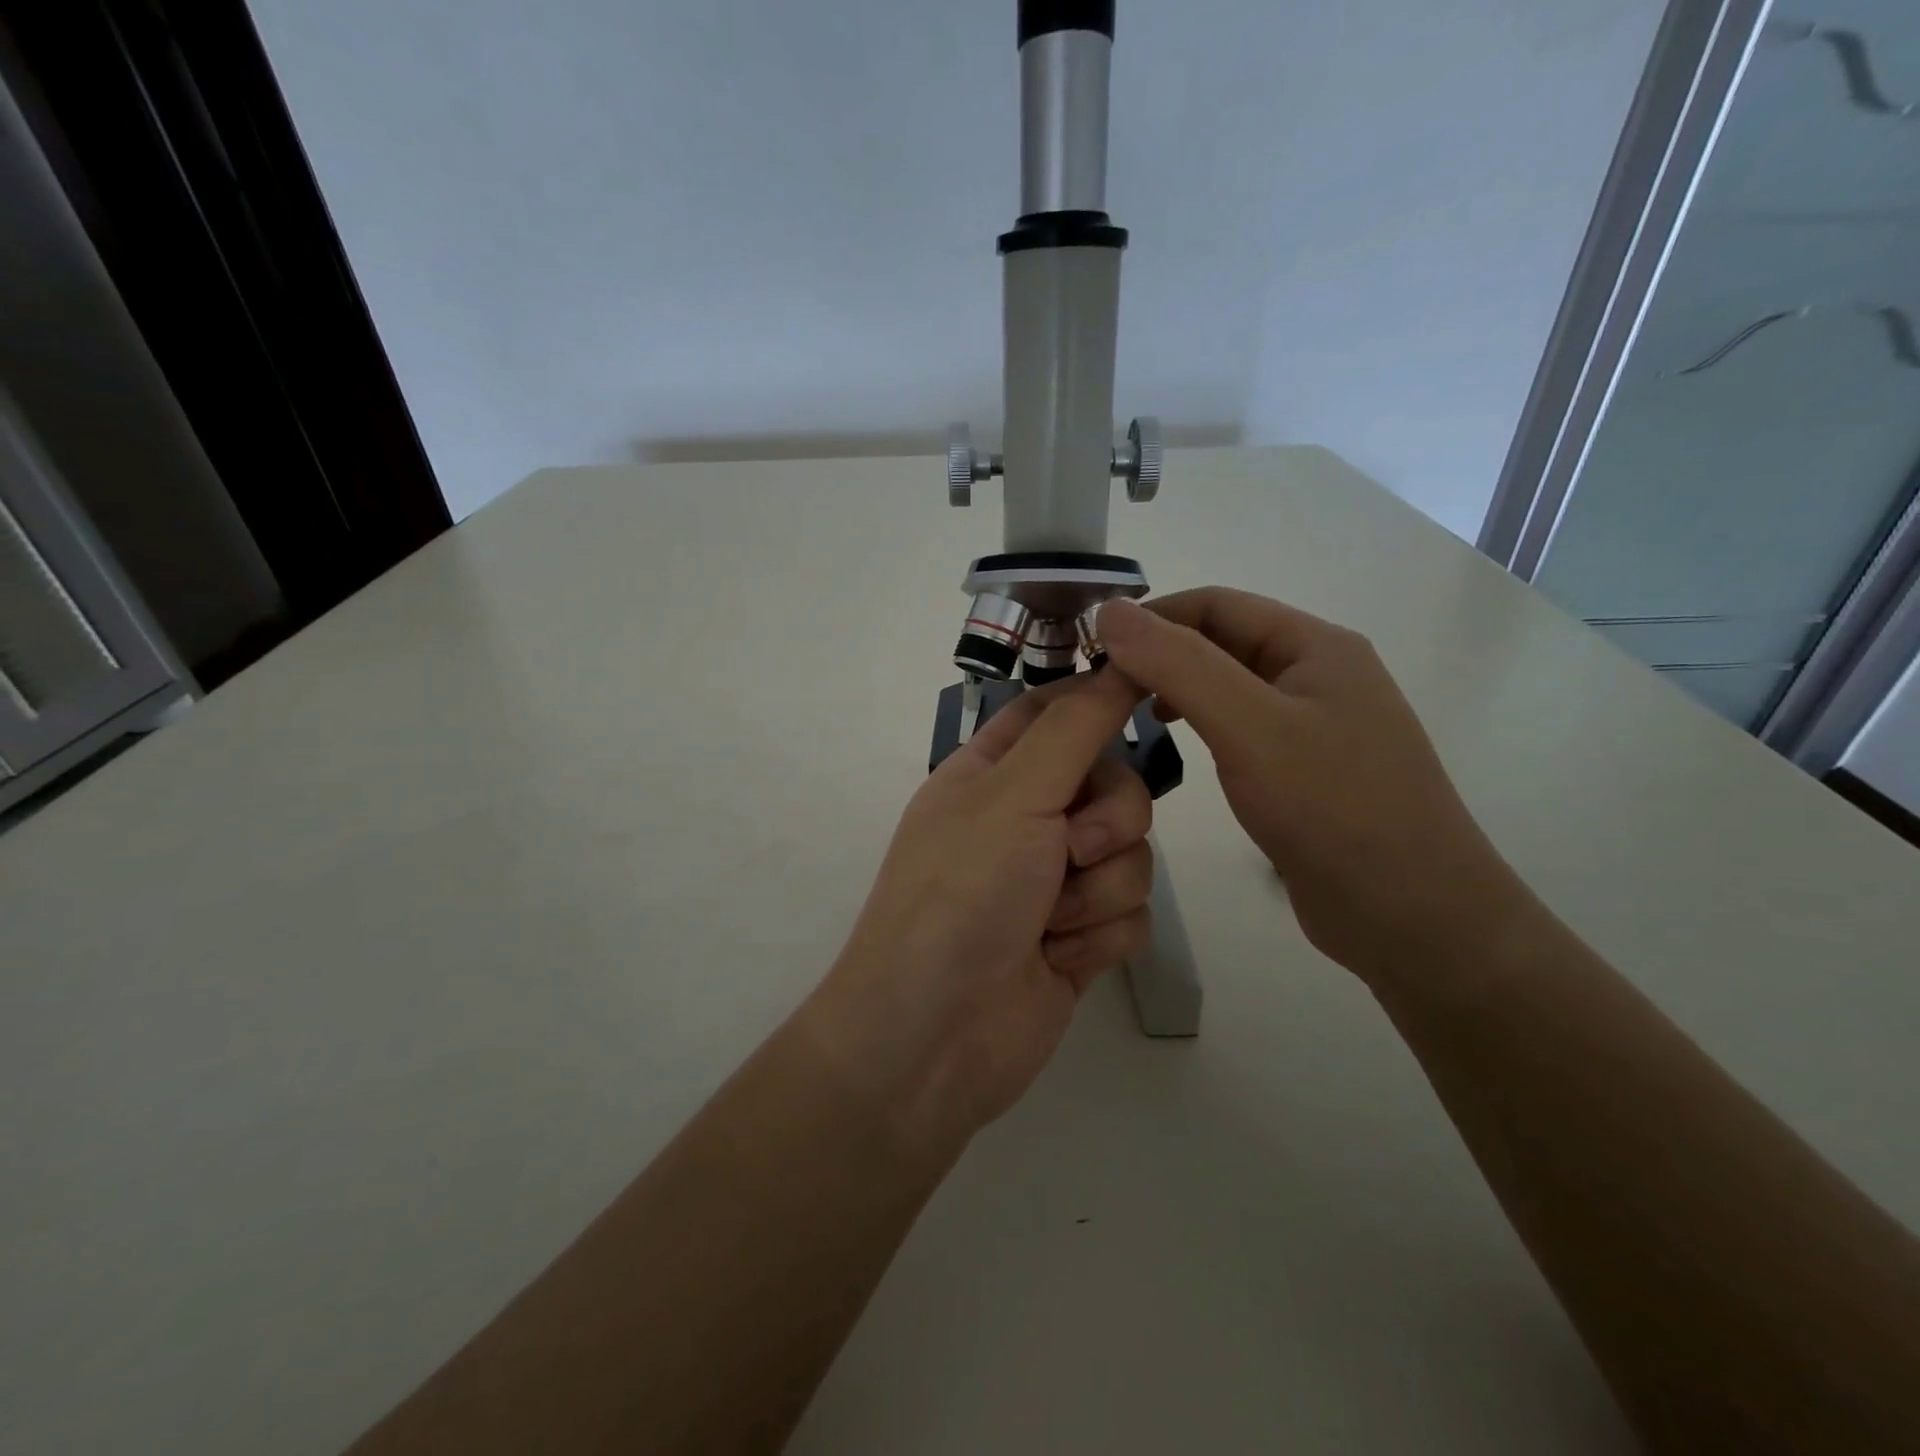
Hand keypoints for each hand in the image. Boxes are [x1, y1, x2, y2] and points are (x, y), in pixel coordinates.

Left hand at [801, 669, 1153, 1154]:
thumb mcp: (1014, 794)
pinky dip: (1099, 936)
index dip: (1099, 700)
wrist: (936, 1034)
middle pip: (1114, 786)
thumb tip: (1118, 660)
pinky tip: (1057, 960)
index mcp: (993, 774)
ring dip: (1099, 890)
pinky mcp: (1078, 938)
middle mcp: (1024, 820)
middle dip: (1109, 821)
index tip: (1150, 691)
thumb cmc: (961, 893)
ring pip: (1131, 854)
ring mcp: (1052, 882)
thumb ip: (1075, 727)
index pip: (1056, 712)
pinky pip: (1131, 914)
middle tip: (1071, 849)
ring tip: (1051, 921)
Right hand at [1097, 591, 1524, 988]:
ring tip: (1129, 714)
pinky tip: (1178, 749)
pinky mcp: (1305, 770)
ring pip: (1228, 686)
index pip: (1215, 604)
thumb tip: (1111, 611)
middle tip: (1101, 688)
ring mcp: (1313, 724)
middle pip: (1222, 642)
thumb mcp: (1249, 727)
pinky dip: (1200, 726)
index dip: (1151, 616)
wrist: (1413, 916)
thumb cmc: (1333, 808)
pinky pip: (1240, 729)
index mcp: (1314, 645)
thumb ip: (1179, 665)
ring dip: (1177, 689)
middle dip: (1160, 654)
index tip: (1093, 648)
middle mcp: (1316, 674)